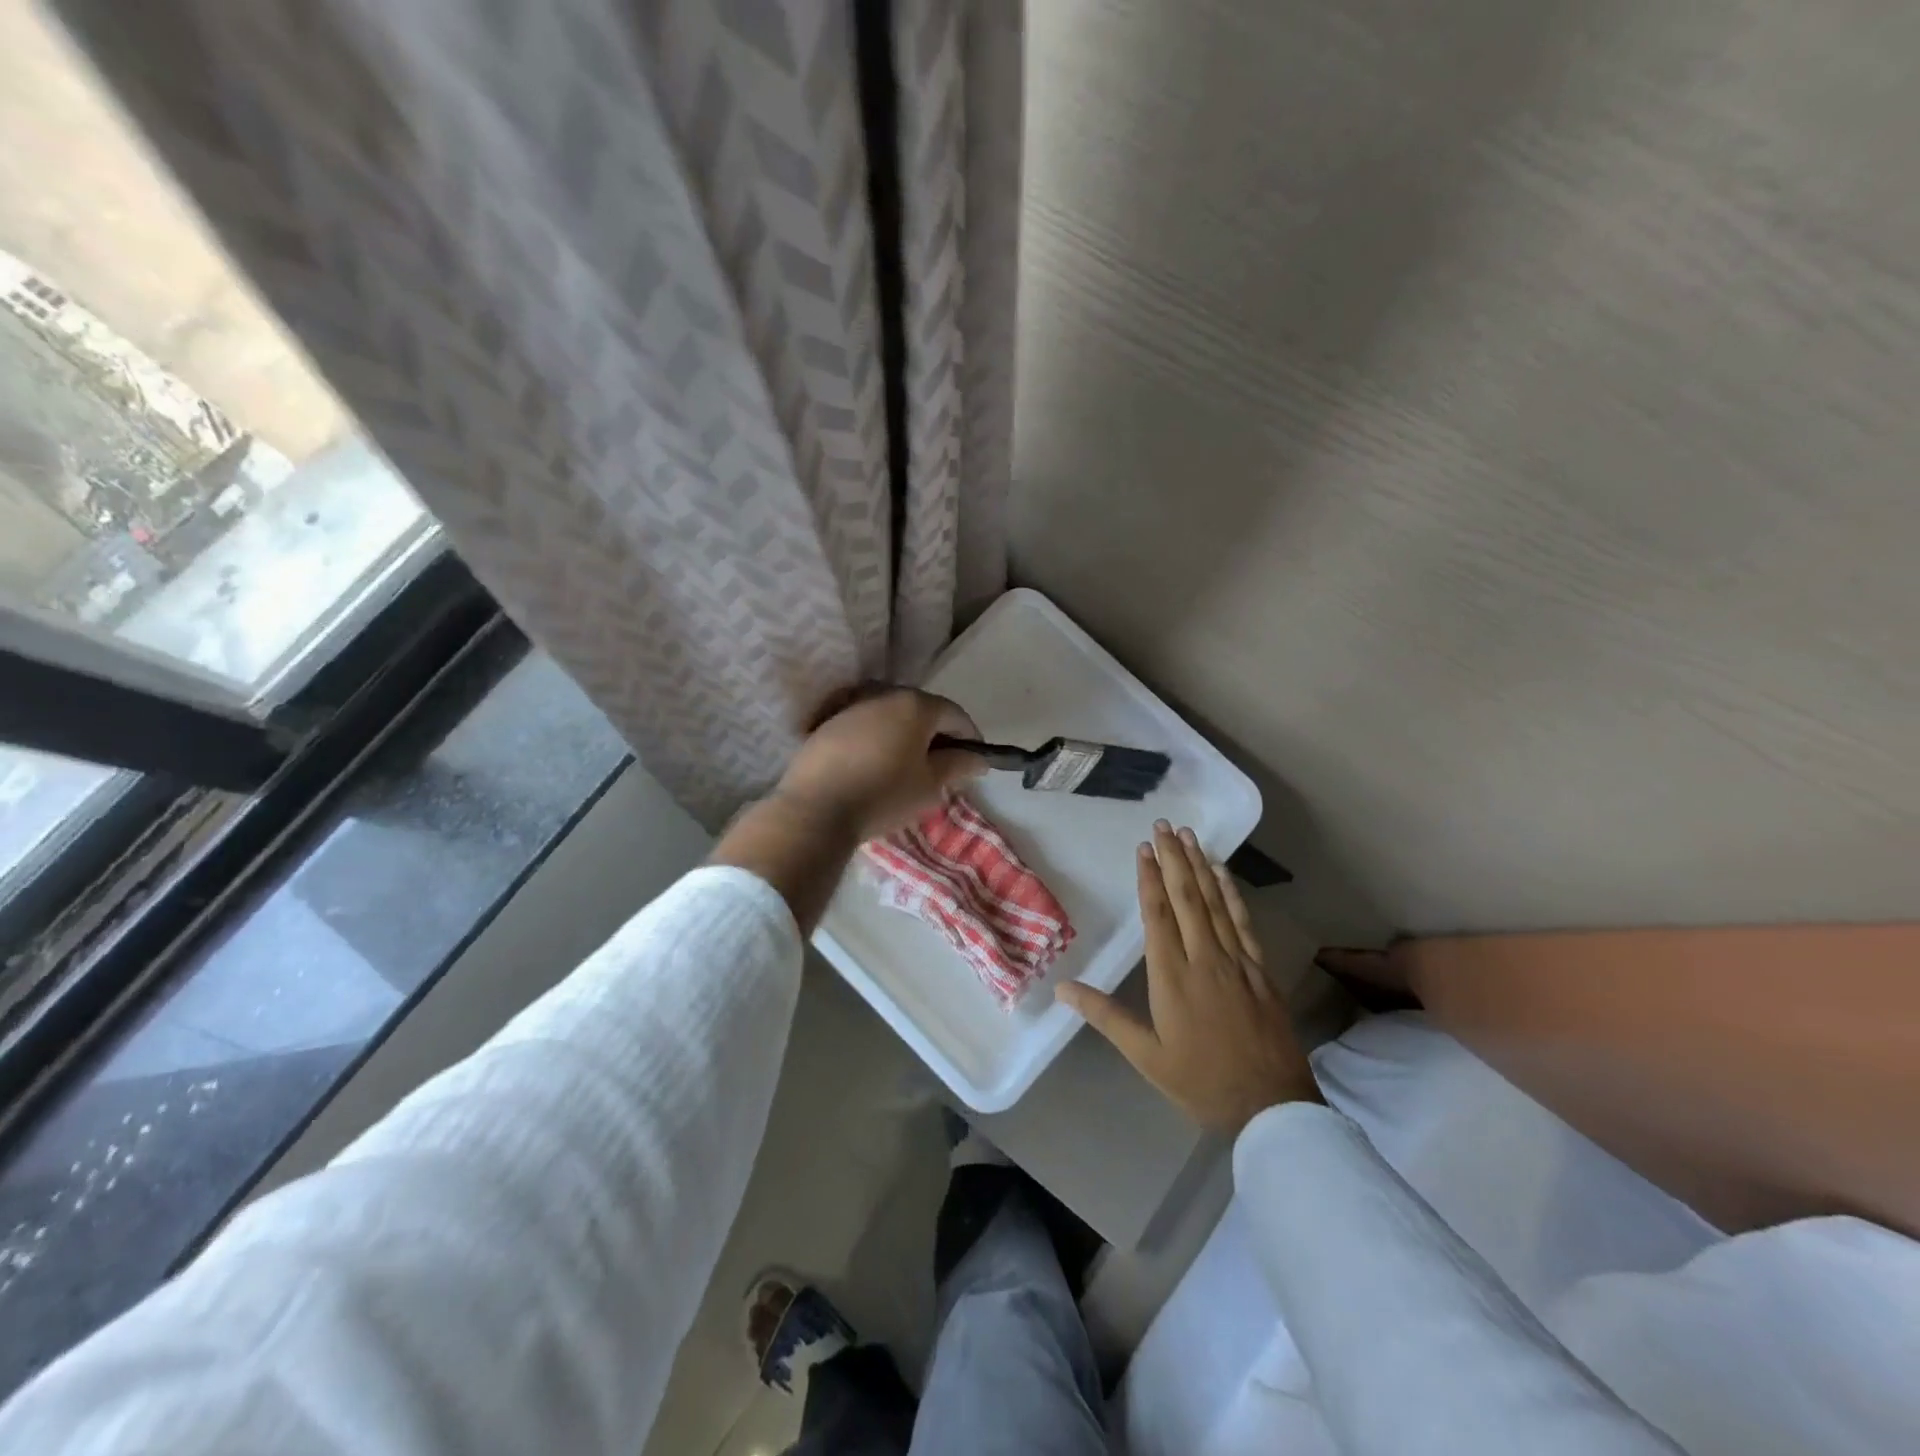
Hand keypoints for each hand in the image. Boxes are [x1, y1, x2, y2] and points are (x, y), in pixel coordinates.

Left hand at [773, 686, 983, 842]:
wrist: (815, 809)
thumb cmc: (883, 795)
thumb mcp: (929, 786)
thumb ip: (957, 766)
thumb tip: (978, 759)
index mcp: (915, 705)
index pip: (955, 714)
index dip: (970, 738)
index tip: (974, 762)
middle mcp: (884, 694)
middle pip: (922, 710)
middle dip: (937, 735)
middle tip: (943, 766)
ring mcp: (852, 706)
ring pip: (891, 717)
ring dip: (905, 736)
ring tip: (908, 767)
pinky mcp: (827, 723)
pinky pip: (865, 727)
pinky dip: (878, 740)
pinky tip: (875, 766)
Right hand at [1058, 822, 1320, 1132]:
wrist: (1270, 1107)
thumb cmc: (1200, 1081)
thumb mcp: (1145, 1055)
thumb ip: (1105, 1016)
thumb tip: (1063, 987)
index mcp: (1172, 976)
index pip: (1158, 914)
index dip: (1149, 878)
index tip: (1144, 848)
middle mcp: (1204, 958)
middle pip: (1186, 897)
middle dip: (1174, 858)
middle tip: (1164, 825)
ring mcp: (1237, 961)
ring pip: (1215, 902)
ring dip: (1201, 866)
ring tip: (1190, 836)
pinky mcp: (1260, 970)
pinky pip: (1243, 922)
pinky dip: (1231, 894)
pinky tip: (1224, 874)